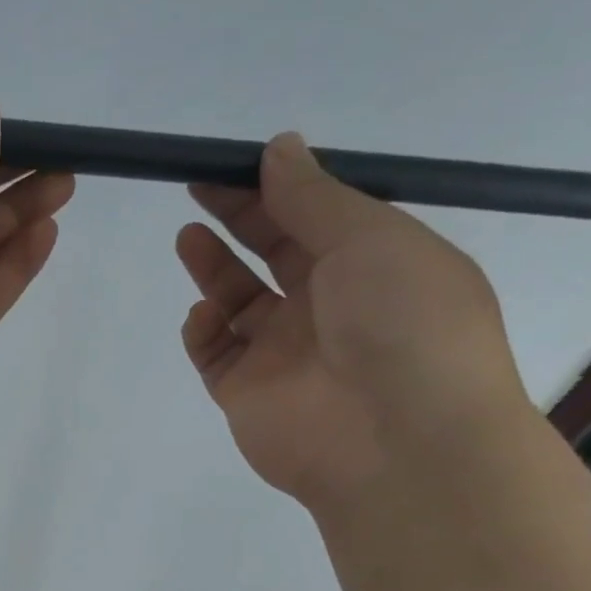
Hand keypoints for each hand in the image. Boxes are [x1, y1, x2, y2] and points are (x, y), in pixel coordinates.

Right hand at [176, 133, 530, 511]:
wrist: (396, 443)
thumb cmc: (401, 325)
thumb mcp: (371, 240)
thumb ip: (314, 197)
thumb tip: (279, 147)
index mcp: (373, 266)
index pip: (317, 216)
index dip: (277, 187)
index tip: (235, 161)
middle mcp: (329, 307)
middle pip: (273, 252)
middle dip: (239, 217)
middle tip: (198, 185)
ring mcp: (284, 353)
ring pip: (239, 302)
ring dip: (214, 268)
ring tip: (188, 236)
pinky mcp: (246, 393)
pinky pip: (215, 353)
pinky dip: (203, 330)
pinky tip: (204, 315)